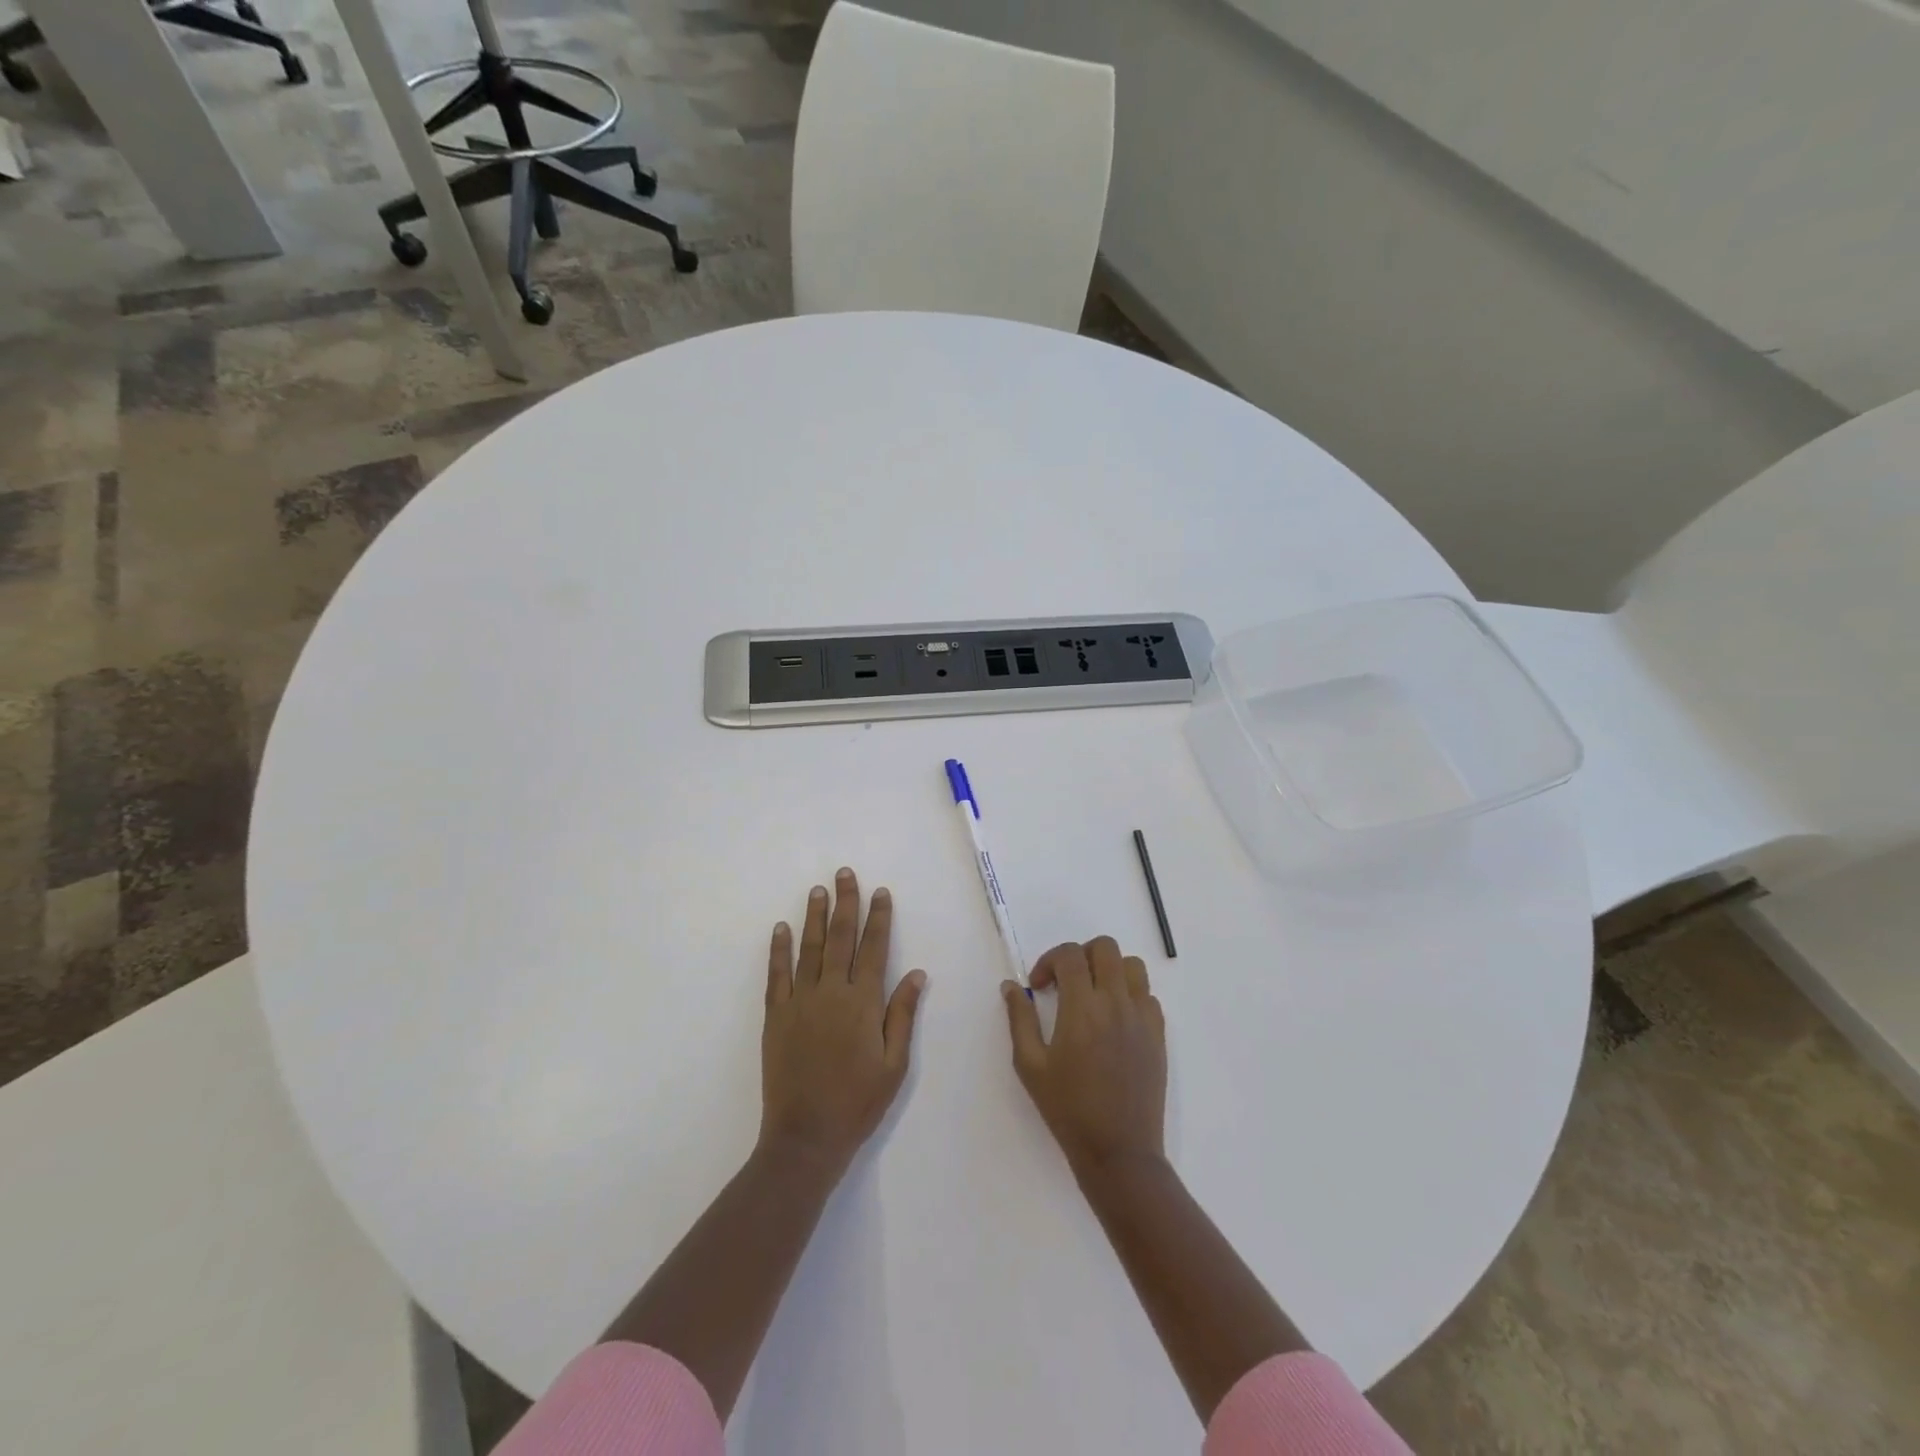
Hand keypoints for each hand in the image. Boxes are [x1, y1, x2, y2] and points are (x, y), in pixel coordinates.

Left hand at [761, 868, 927, 1174]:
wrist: (805, 1137)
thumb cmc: (858, 1103)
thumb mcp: (894, 1064)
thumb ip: (903, 1015)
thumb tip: (916, 973)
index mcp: (864, 1002)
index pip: (874, 948)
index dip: (879, 918)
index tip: (880, 892)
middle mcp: (832, 992)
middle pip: (840, 938)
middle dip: (845, 903)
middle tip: (844, 874)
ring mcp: (800, 1001)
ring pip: (809, 948)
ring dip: (814, 916)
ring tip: (818, 890)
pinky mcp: (776, 1016)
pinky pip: (777, 974)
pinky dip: (779, 949)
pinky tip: (781, 928)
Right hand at [1003, 937, 1166, 1173]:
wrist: (1118, 1151)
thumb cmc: (1068, 1109)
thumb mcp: (1030, 1065)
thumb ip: (1020, 1019)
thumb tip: (1011, 986)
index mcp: (1082, 1008)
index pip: (1070, 955)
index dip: (1049, 961)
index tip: (1038, 986)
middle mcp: (1116, 1003)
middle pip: (1105, 948)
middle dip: (1081, 955)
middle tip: (1066, 982)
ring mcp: (1142, 1018)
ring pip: (1132, 965)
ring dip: (1109, 969)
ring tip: (1093, 994)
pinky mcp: (1158, 1035)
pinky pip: (1148, 995)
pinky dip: (1129, 995)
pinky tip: (1114, 1020)